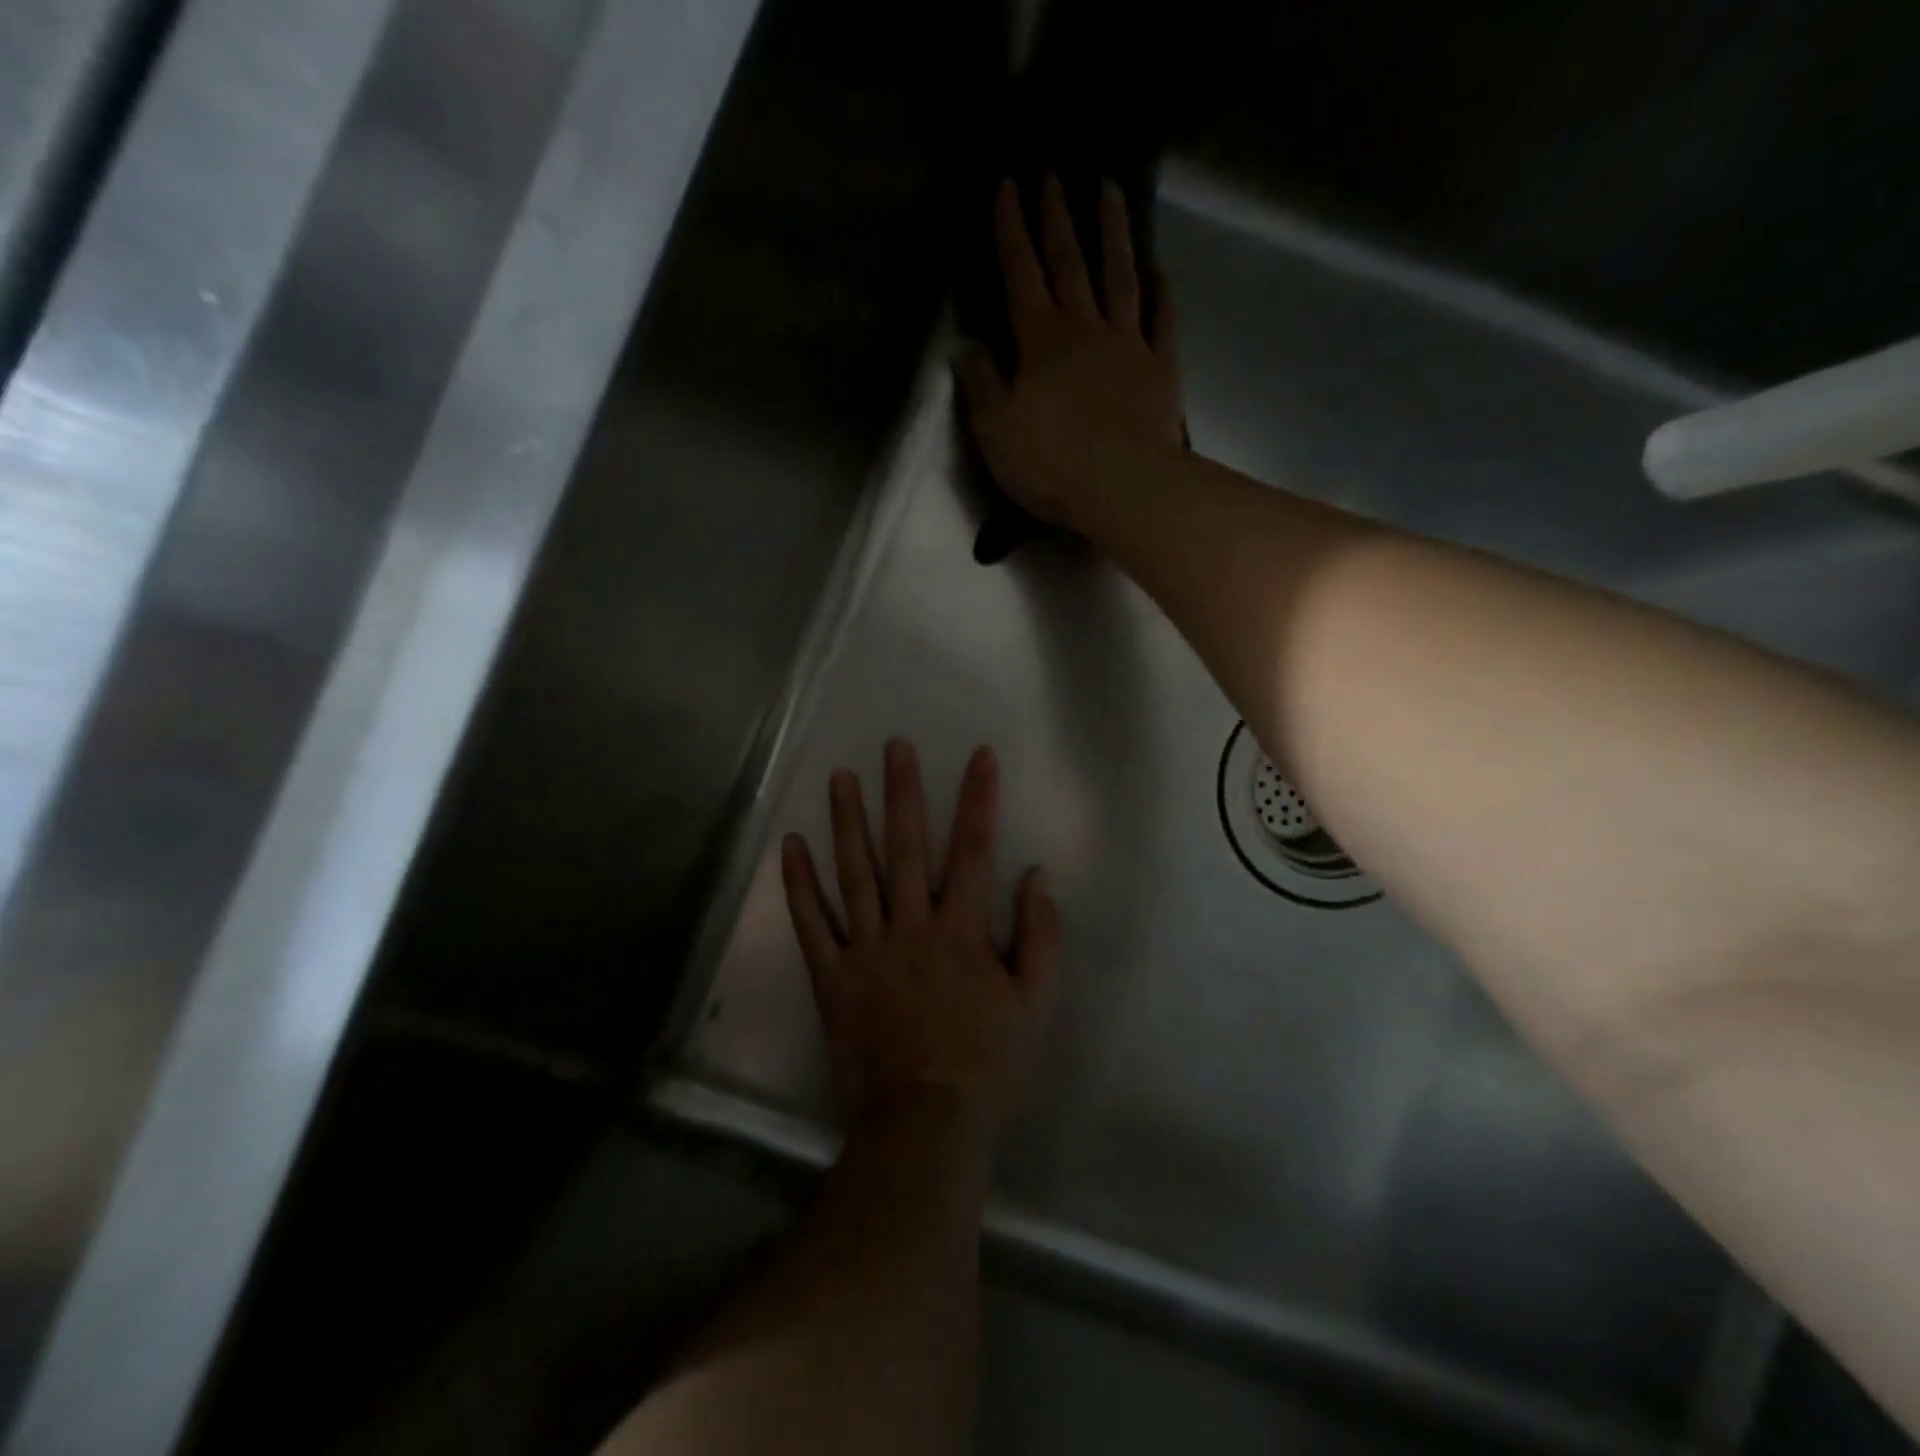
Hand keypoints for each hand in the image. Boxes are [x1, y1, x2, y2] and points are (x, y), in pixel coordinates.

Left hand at [781, 740, 1061, 1136]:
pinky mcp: (832, 976)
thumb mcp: (1036, 1004)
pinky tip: (791, 846)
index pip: (972, 850)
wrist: (927, 1120)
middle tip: (893, 746)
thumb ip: (1040, 936)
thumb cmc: (988, 1063)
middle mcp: (910, 926)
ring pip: (854, 873)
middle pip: (905, 847)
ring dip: (847, 822)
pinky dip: (799, 885)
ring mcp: (865, 948)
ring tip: (839, 778)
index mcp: (960, 930)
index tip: (979, 755)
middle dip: (902, 792)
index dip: (978, 799)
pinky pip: (812, 924)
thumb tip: (1037, 876)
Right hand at [957, 176, 1185, 532]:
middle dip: (1057, 219)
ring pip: (1120, 278)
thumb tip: (967, 348)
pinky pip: (1163, 322)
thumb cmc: (1050, 463)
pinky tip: (1160, 271)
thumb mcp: (995, 431)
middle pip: (1069, 264)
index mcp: (1040, 341)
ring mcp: (1129, 346)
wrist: (1124, 487)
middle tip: (1053, 175)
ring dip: (1112, 234)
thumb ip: (980, 385)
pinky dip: (1161, 294)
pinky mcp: (1162, 371)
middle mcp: (1085, 329)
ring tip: (1110, 191)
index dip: (1010, 230)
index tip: (1006, 185)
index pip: (1020, 274)